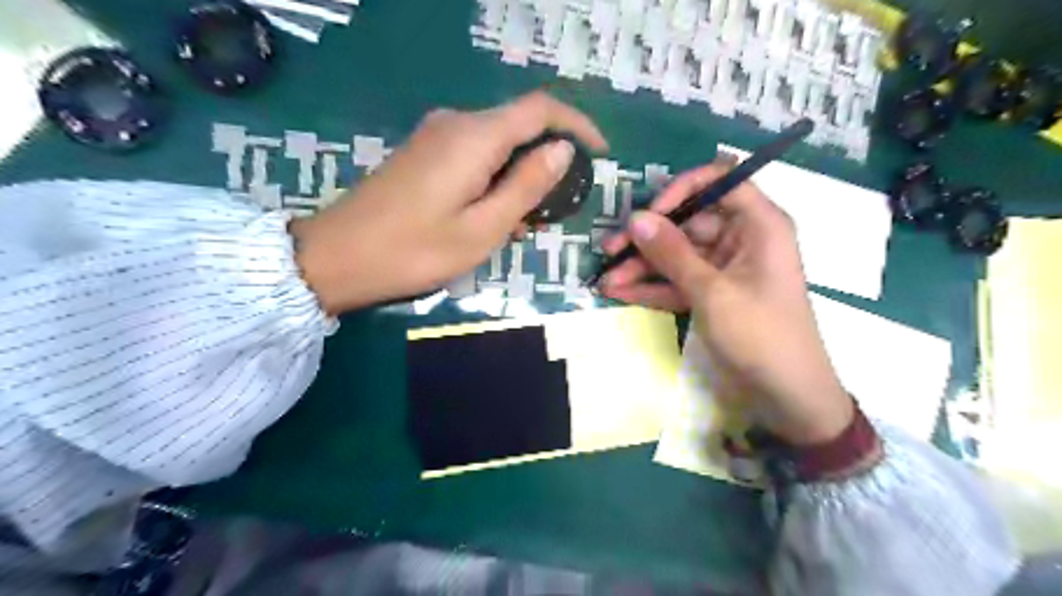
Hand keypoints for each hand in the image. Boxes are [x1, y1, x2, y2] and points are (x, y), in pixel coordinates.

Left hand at [290, 92, 604, 314]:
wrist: (338, 256)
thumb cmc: (415, 250)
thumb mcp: (484, 228)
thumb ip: (527, 186)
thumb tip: (562, 150)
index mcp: (476, 136)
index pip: (541, 109)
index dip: (577, 126)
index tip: (600, 154)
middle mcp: (457, 123)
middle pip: (520, 126)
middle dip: (548, 162)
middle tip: (558, 209)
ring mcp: (436, 136)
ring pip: (498, 144)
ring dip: (521, 177)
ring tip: (524, 224)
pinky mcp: (424, 153)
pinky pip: (475, 156)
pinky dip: (496, 180)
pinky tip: (492, 216)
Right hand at [601, 161, 853, 442]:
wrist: (786, 395)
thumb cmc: (761, 335)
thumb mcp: (713, 292)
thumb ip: (672, 254)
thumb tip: (637, 219)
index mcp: (758, 225)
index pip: (720, 181)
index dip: (681, 190)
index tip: (649, 214)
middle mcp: (742, 238)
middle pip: (688, 223)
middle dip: (648, 239)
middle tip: (609, 250)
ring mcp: (724, 268)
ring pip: (677, 256)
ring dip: (642, 268)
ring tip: (606, 280)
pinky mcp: (712, 293)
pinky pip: (678, 281)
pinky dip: (652, 288)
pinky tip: (620, 293)